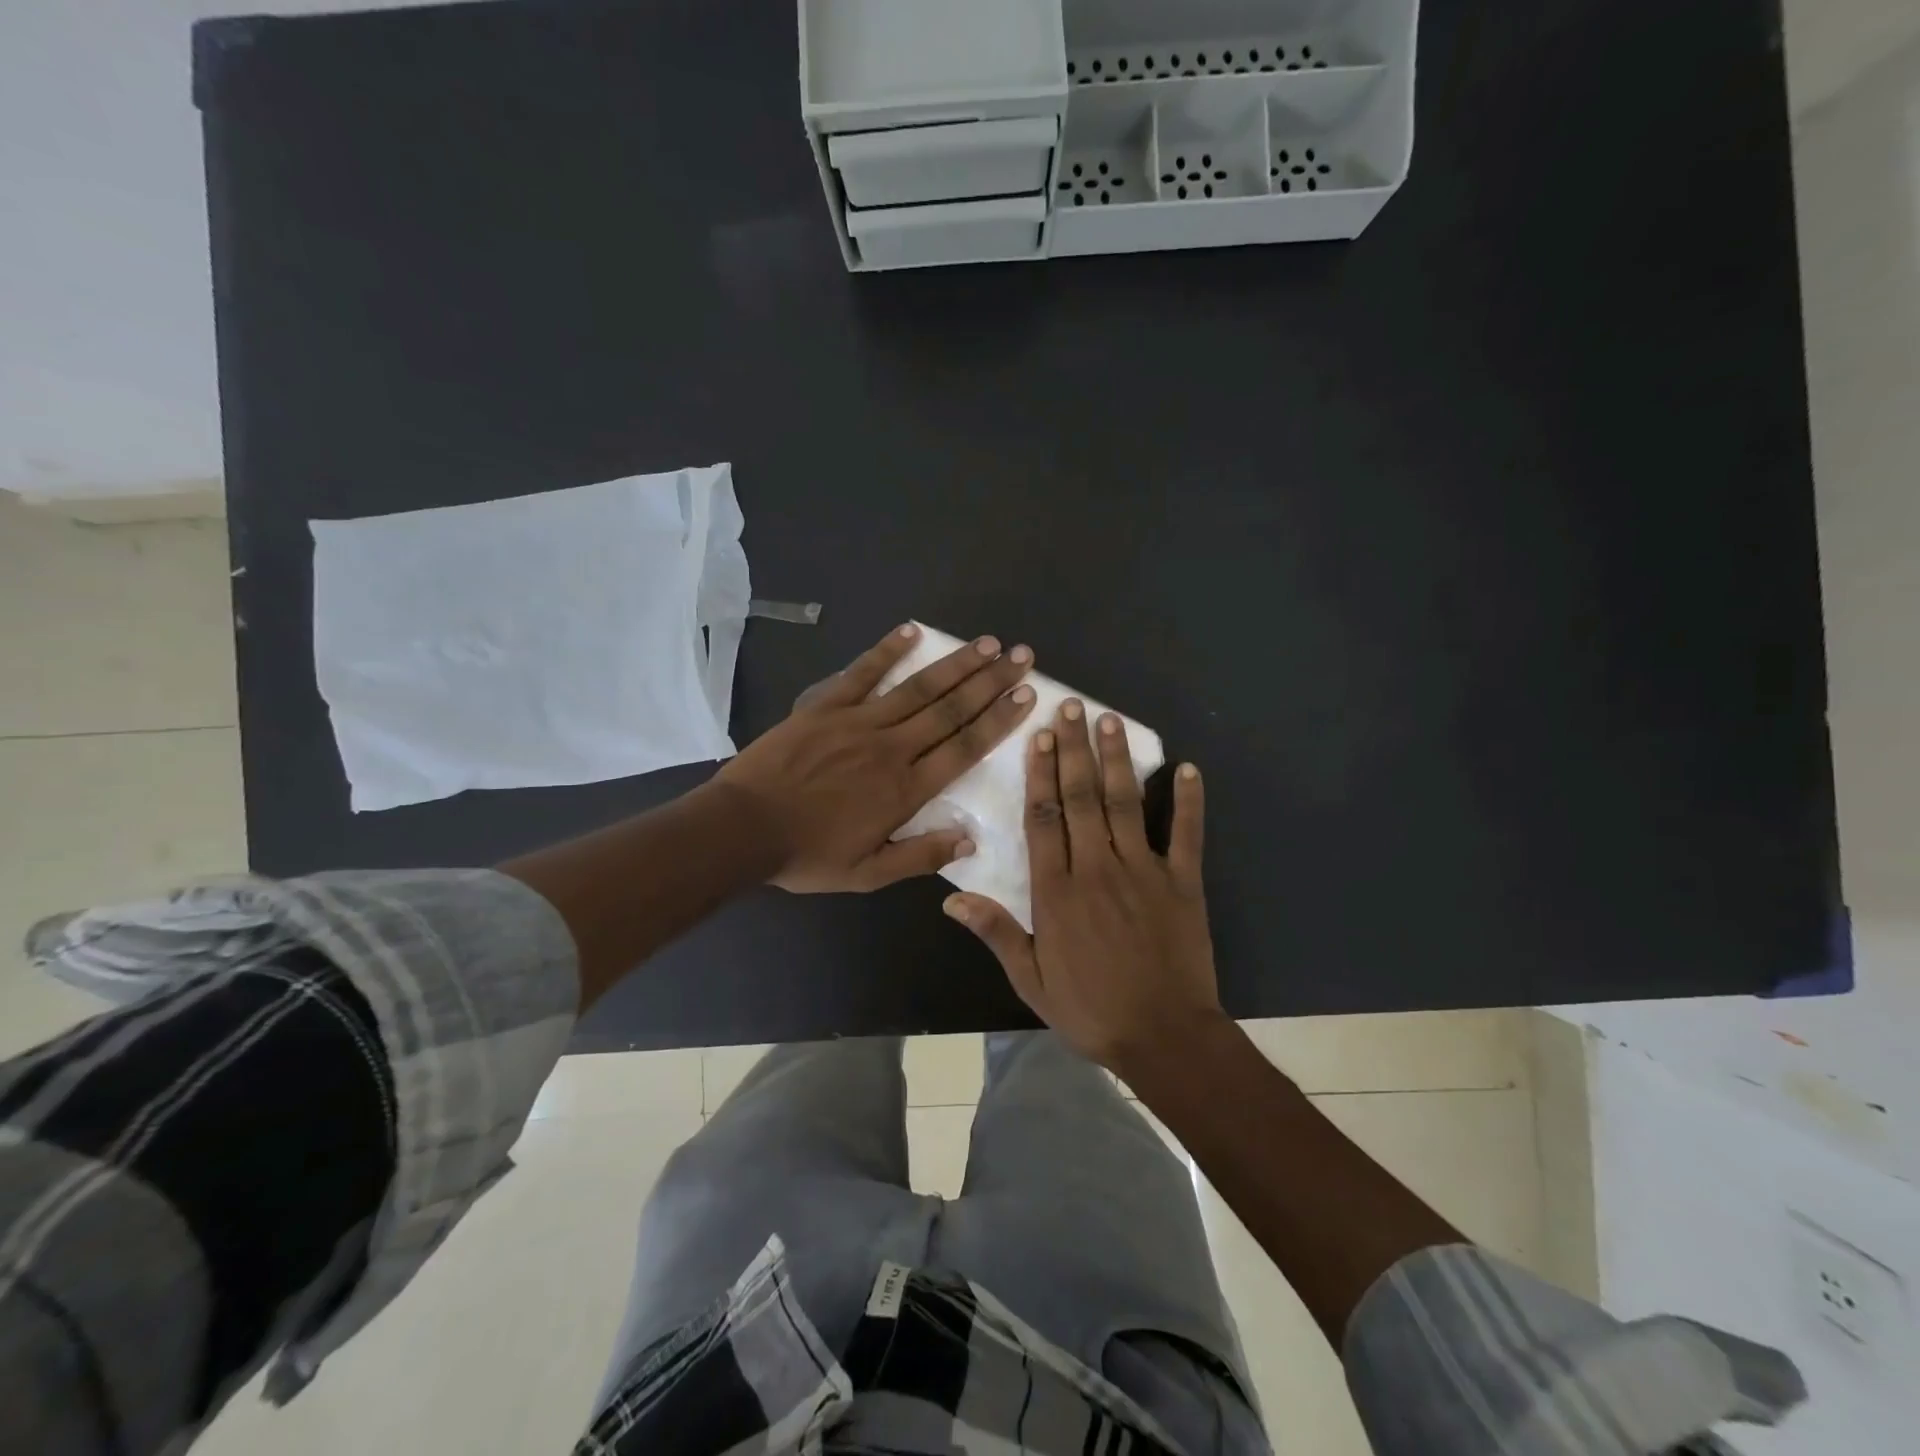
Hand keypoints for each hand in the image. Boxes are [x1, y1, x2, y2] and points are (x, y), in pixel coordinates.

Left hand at [715, 623, 1036, 893]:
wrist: (744, 828)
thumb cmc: (808, 855)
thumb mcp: (867, 874)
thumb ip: (920, 857)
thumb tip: (970, 841)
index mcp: (906, 790)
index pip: (965, 748)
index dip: (999, 720)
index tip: (1027, 696)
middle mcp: (892, 748)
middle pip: (951, 710)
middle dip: (990, 682)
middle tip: (1021, 656)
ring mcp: (858, 722)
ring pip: (918, 688)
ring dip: (955, 664)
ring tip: (987, 644)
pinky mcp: (826, 707)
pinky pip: (862, 673)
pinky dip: (887, 651)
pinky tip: (912, 631)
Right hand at [943, 700, 1221, 1073]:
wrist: (1164, 1038)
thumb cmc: (1091, 1010)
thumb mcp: (1032, 980)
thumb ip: (996, 933)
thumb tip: (951, 897)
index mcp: (1058, 892)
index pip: (1044, 820)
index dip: (1039, 775)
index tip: (1037, 738)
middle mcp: (1098, 869)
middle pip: (1082, 798)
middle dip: (1073, 750)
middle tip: (1070, 707)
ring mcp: (1144, 871)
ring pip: (1126, 804)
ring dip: (1117, 760)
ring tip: (1109, 720)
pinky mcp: (1183, 882)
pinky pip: (1185, 833)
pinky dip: (1188, 800)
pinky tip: (1187, 768)